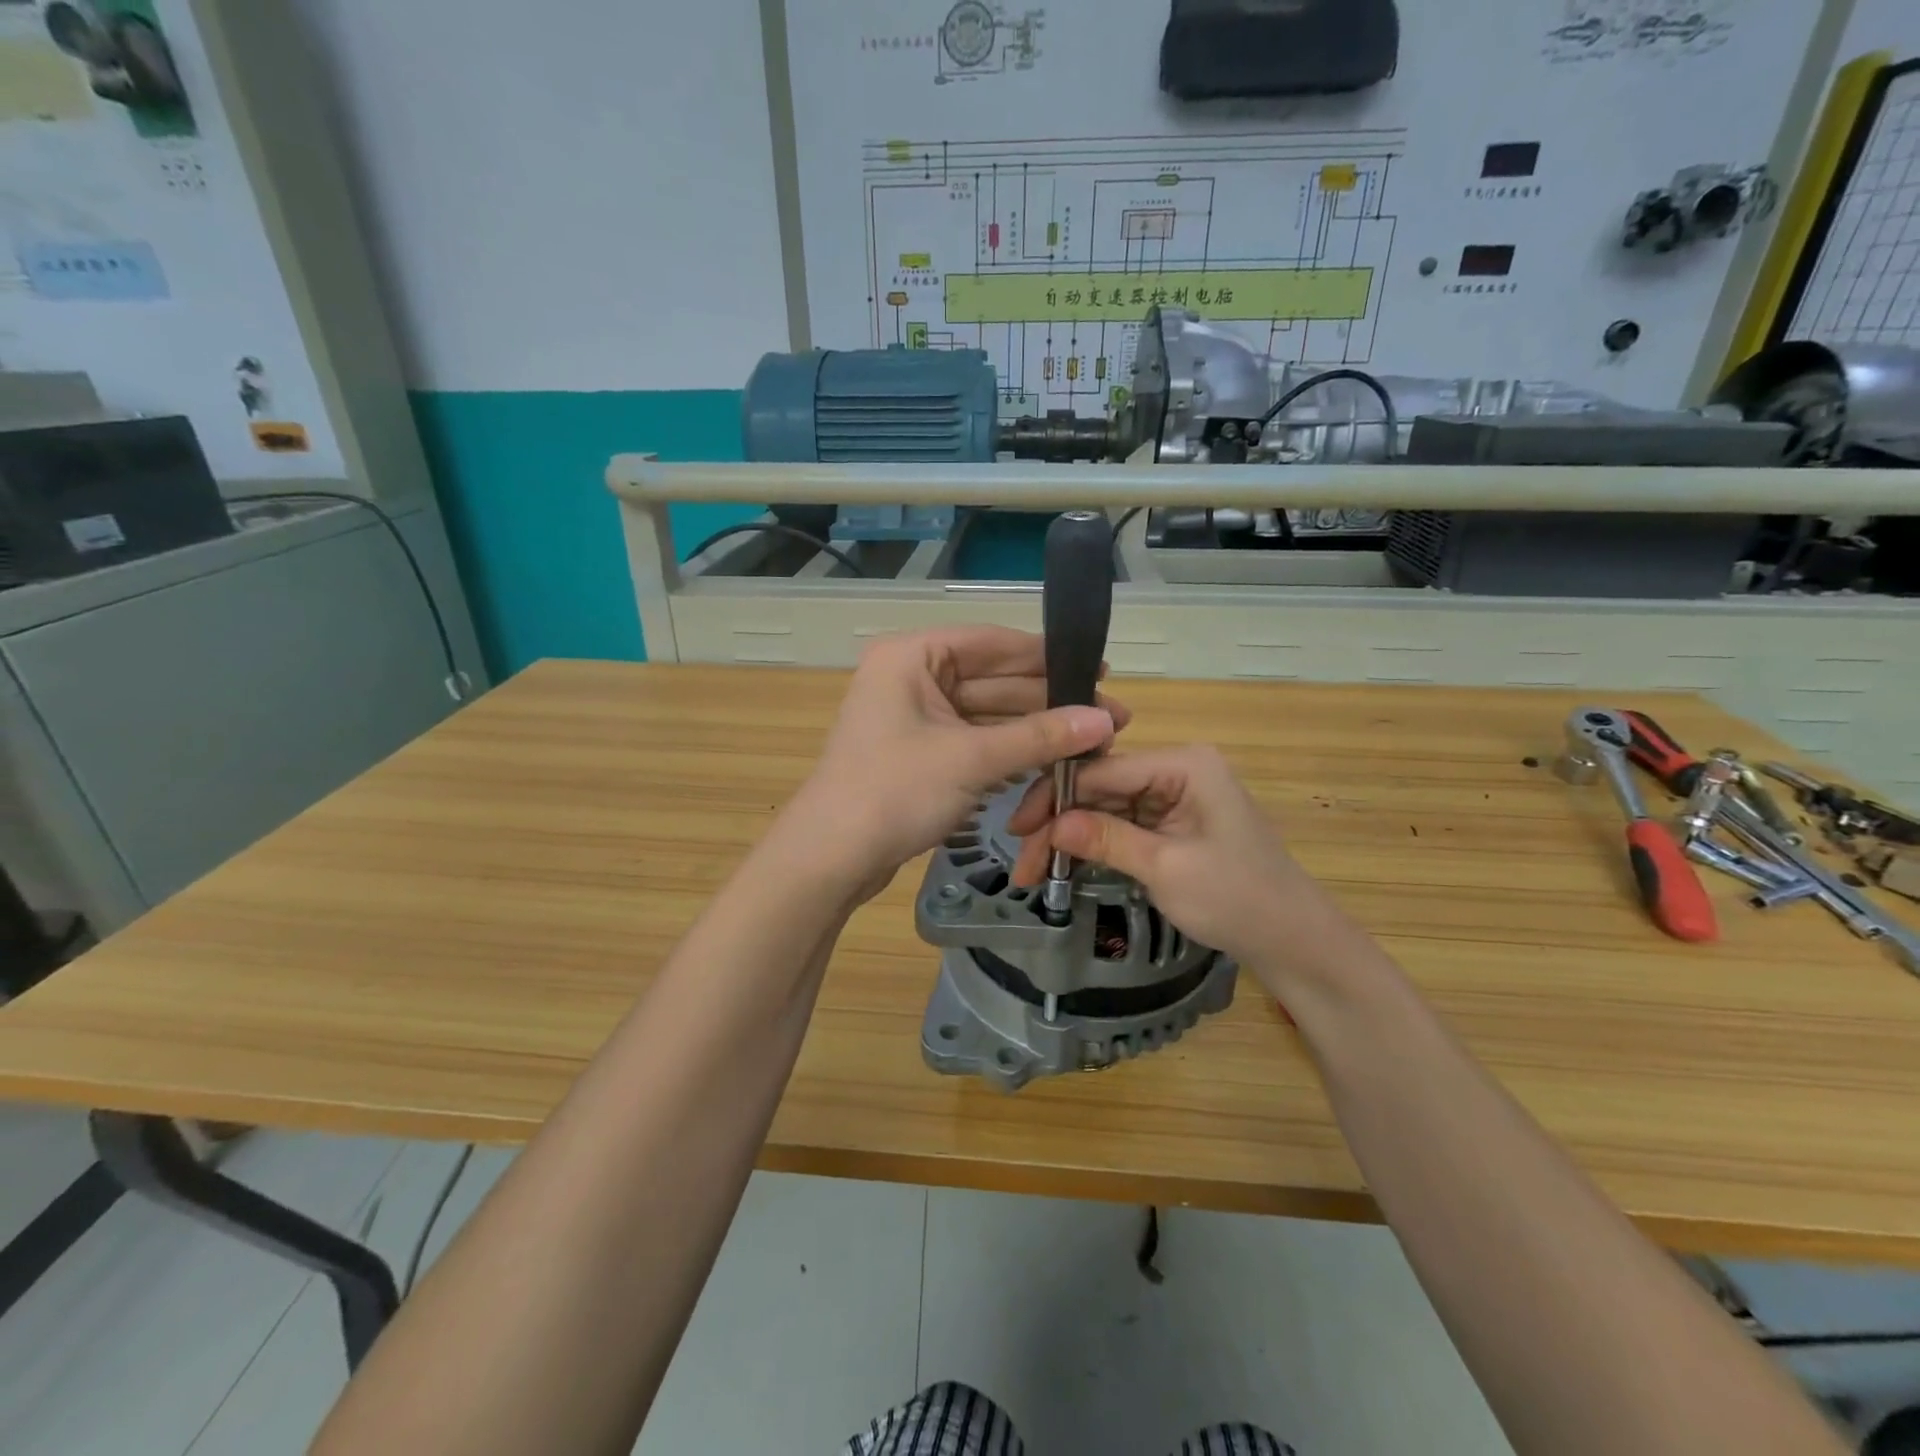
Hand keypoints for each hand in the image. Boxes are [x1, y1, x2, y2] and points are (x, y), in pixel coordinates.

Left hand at [787, 626, 1127, 896]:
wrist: (830, 858)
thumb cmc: (894, 791)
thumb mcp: (972, 759)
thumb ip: (1040, 736)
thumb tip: (1105, 719)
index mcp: (912, 656)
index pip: (992, 643)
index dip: (1047, 656)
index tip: (1100, 668)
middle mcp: (911, 677)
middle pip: (992, 680)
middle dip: (1048, 700)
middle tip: (1110, 715)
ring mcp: (913, 718)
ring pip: (985, 714)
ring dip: (1033, 729)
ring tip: (1091, 740)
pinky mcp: (919, 754)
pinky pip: (973, 741)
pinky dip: (1008, 750)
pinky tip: (1052, 758)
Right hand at [1006, 744, 1361, 996]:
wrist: (1295, 942)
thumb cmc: (1238, 900)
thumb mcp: (1167, 869)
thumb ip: (1107, 839)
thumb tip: (1050, 824)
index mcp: (1184, 765)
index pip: (1102, 770)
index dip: (1055, 797)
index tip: (1017, 831)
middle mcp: (1177, 770)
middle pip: (1100, 788)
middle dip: (1059, 824)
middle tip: (1024, 865)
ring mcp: (1175, 797)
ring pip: (1105, 808)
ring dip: (1071, 838)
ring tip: (1036, 873)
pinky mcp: (1173, 823)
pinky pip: (1123, 825)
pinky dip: (1095, 846)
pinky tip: (1066, 863)